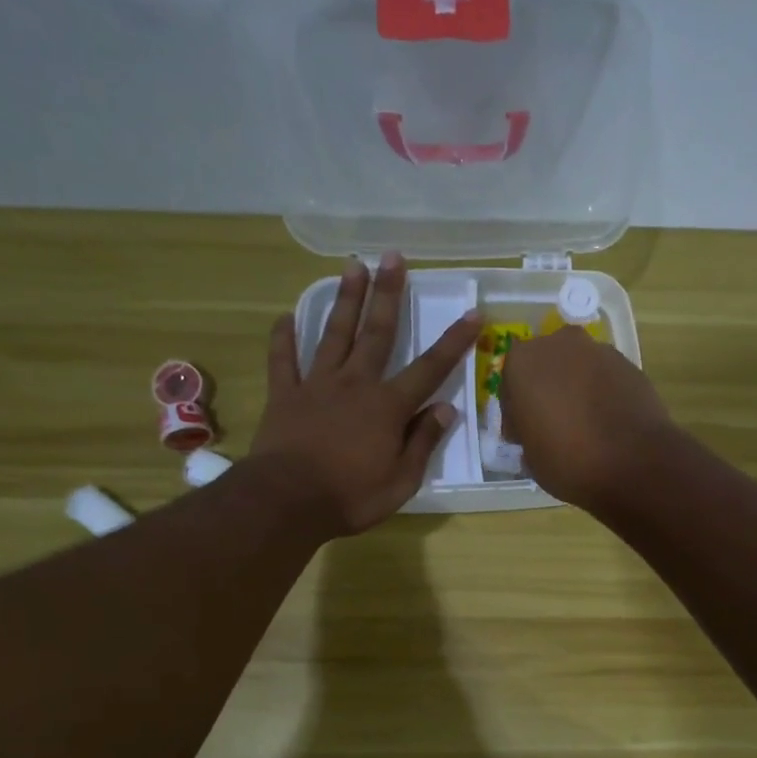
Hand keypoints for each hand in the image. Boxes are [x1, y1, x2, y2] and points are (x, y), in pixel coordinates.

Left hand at [252, 254, 479, 535]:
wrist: (287, 502)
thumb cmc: (351, 497)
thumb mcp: (401, 481)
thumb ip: (423, 442)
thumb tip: (446, 409)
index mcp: (388, 407)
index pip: (430, 369)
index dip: (454, 341)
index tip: (473, 313)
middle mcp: (355, 384)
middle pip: (377, 332)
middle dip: (389, 294)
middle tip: (393, 256)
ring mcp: (316, 385)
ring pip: (333, 334)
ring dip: (345, 300)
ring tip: (353, 266)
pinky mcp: (285, 395)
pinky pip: (283, 360)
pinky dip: (283, 338)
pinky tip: (285, 317)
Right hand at [500, 327, 674, 509]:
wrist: (635, 463)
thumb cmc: (568, 461)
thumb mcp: (530, 457)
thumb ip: (527, 433)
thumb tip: (537, 430)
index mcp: (523, 362)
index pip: (510, 384)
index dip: (515, 412)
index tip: (523, 436)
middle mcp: (559, 344)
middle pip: (545, 366)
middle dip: (546, 390)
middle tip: (551, 425)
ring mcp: (599, 351)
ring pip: (577, 369)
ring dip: (574, 389)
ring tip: (582, 425)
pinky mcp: (629, 364)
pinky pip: (604, 378)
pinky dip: (600, 393)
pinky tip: (606, 423)